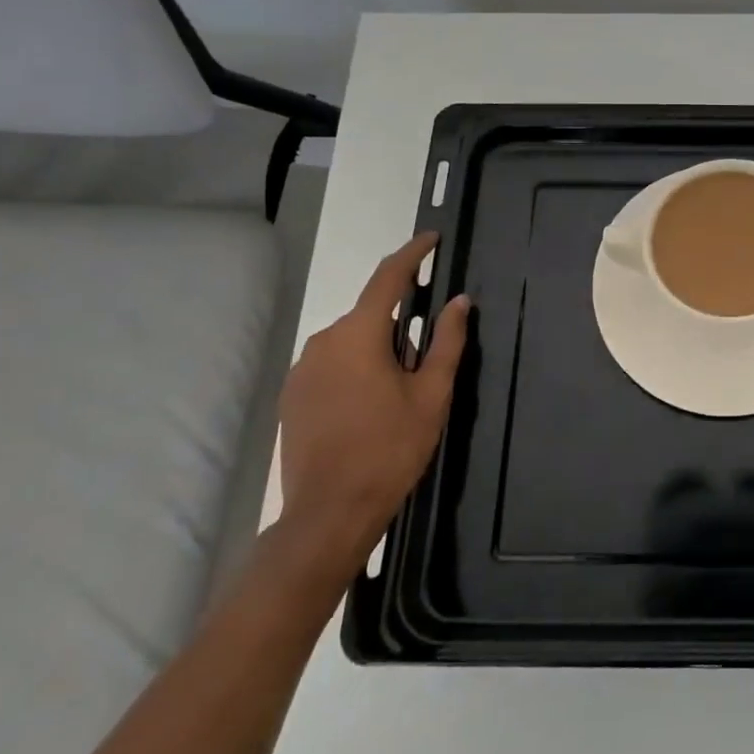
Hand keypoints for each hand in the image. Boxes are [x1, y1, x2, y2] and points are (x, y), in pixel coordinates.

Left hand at [278, 232, 468, 566]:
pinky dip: (356, 369)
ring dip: (379, 349)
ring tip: (398, 394)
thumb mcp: (432, 394)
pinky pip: (333, 363)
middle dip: (403, 324)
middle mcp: (325, 340)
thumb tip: (459, 302)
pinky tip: (369, 408)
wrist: (329, 513)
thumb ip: (448, 341)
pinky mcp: (293, 394)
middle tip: (426, 363)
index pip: (389, 278)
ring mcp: (303, 368)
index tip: (432, 239)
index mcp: (360, 334)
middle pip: (372, 314)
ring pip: (352, 340)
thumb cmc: (390, 449)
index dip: (413, 254)